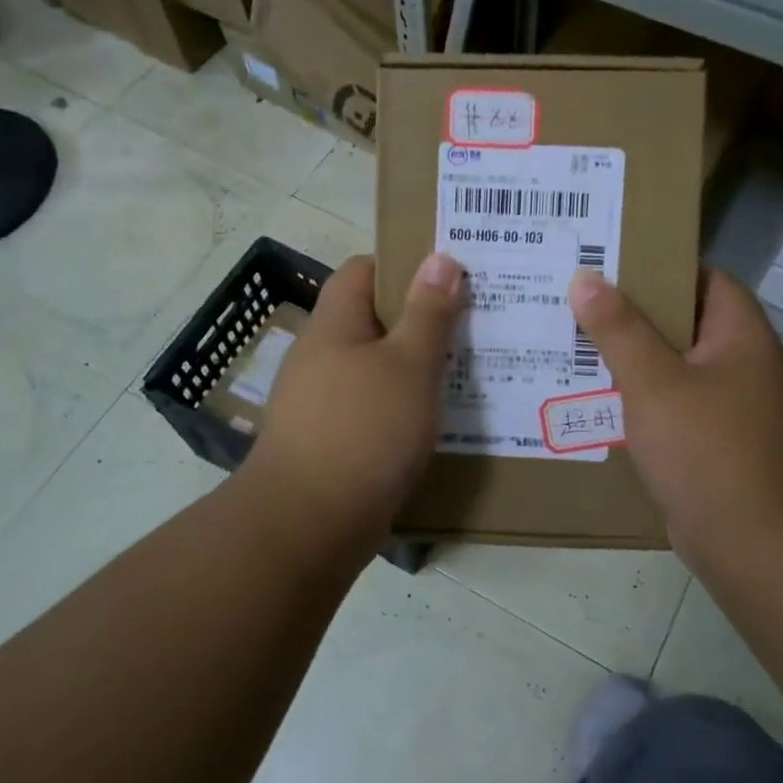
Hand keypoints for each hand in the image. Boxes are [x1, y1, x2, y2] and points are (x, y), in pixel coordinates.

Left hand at [242, 253, 463, 553]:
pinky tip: (436, 419)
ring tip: (468, 369)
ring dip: (415, 366)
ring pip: (376, 367)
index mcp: (334, 325)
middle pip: (373, 319)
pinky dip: (403, 406)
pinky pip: (373, 407)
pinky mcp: (331, 440)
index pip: (363, 270)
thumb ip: (427, 313)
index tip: (450, 275)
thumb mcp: (408, 366)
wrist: (308, 525)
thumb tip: (440, 258)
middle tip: (473, 322)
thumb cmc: (363, 431)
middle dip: (421, 318)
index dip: (404, 264)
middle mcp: (321, 356)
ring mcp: (321, 401)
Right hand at [569, 268, 782, 563]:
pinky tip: (597, 399)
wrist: (751, 544)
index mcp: (741, 336)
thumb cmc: (706, 449)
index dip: (662, 265)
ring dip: (632, 358)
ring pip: (674, 367)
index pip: (706, 278)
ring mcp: (730, 407)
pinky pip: (672, 405)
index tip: (612, 262)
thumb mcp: (653, 382)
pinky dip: (640, 398)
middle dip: (633, 313)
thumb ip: (618, 329)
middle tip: (579, 302)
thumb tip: (585, 279)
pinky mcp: (713, 443)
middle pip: (685, 322)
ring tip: (576, 344)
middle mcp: (741, 365)